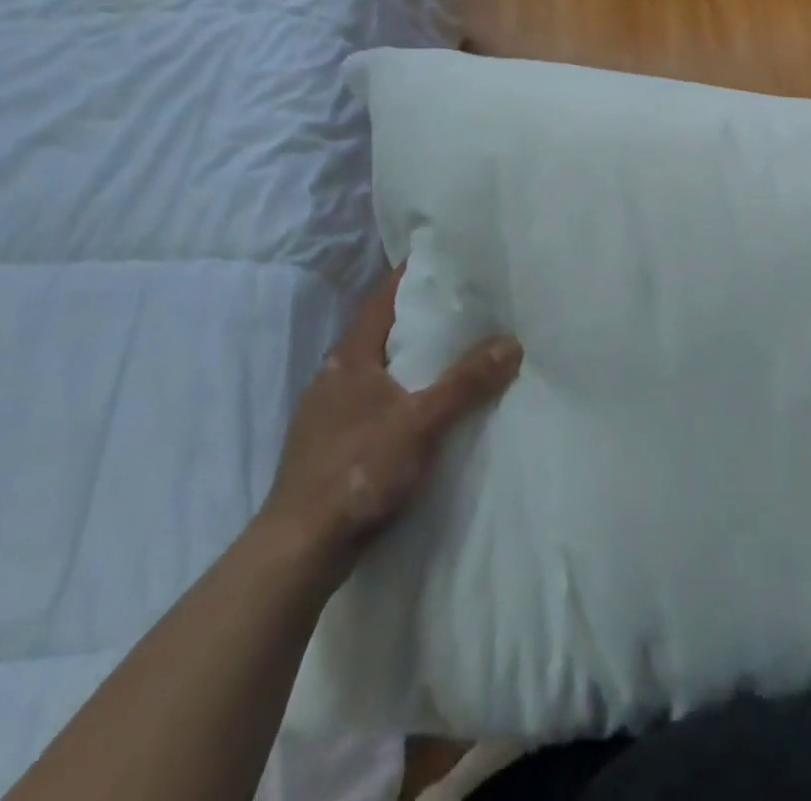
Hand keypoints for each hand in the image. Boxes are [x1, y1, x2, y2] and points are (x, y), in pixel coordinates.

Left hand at [257, 264, 521, 580]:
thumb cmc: (357, 471)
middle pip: (382, 331)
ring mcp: (329, 412)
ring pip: (378, 369)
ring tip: (453, 349)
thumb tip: (511, 342)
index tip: (444, 258)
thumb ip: (466, 382)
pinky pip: (375, 400)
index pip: (382, 298)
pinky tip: (425, 405)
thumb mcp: (421, 422)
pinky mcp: (332, 445)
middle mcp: (335, 376)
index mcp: (349, 357)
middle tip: (464, 302)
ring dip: (410, 357)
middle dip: (418, 316)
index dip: (410, 275)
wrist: (298, 551)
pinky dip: (402, 391)